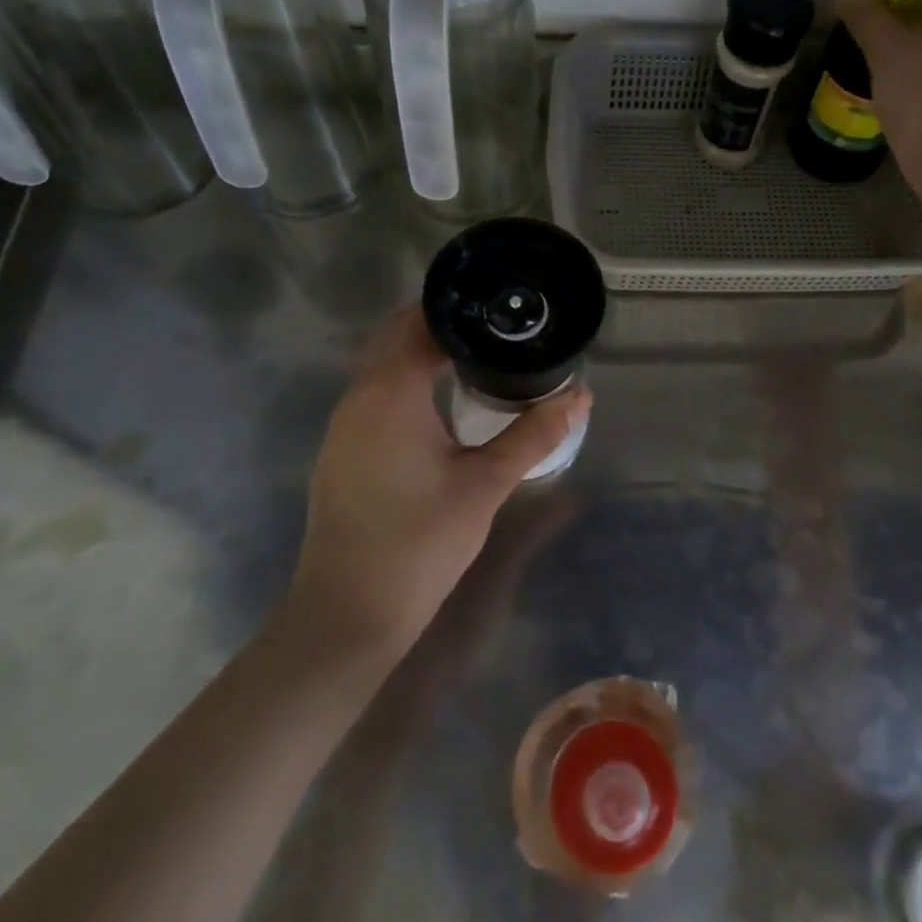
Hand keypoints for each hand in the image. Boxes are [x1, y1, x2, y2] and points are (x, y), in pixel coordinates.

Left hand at [291, 307, 590, 654]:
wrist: (350, 612)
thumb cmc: (420, 542)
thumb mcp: (485, 485)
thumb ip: (533, 436)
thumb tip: (580, 397)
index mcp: (391, 393)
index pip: (421, 324)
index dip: (459, 310)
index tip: (500, 309)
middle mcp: (358, 398)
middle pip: (394, 337)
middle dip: (440, 326)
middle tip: (495, 330)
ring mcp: (343, 426)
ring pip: (380, 367)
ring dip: (419, 354)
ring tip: (475, 359)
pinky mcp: (340, 452)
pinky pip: (373, 395)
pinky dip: (404, 383)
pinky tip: (439, 407)